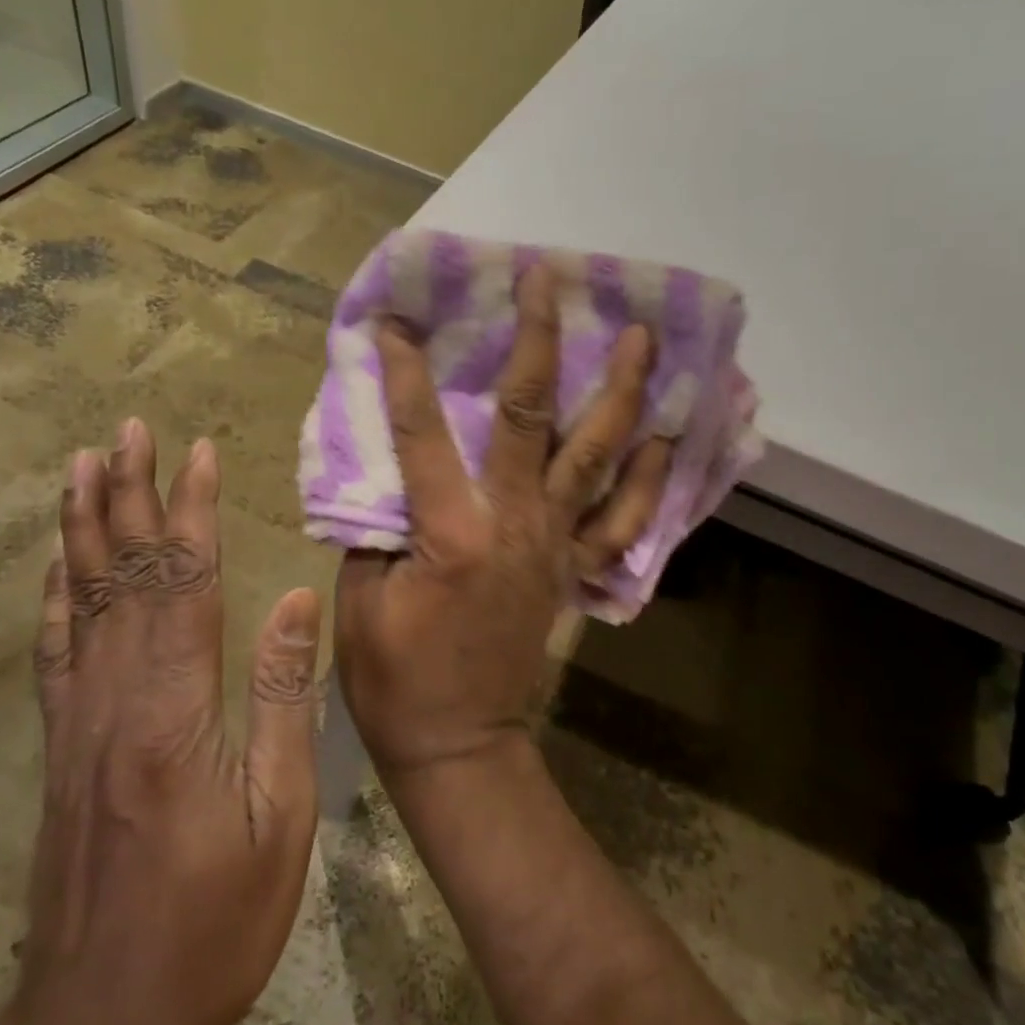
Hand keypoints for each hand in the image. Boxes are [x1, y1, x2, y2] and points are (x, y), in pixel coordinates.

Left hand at [1, 421, 322, 1024]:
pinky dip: (54, 596)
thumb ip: (284, 702)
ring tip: (82, 467)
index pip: (186, 584)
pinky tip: (55, 563)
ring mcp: (79, 724)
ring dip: (83, 527)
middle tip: (126, 429)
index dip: (193, 511)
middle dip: (129, 495)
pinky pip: (54, 652)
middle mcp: (116, 702)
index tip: (197, 450)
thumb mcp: (281, 821)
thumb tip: (298, 602)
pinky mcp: (61, 749)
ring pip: (80, 602)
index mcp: (176, 715)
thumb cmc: (214, 927)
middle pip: (124, 576)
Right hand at [335, 266, 670, 779]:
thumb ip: (374, 523)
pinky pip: (623, 517)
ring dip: (620, 390)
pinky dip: (648, 474)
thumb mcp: (359, 599)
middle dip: (537, 339)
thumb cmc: (394, 677)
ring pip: (597, 453)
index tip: (399, 320)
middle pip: (530, 415)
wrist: (459, 744)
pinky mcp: (574, 569)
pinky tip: (666, 434)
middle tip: (546, 280)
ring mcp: (554, 545)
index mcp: (449, 532)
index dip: (406, 371)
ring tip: (641, 336)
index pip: (422, 431)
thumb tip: (385, 466)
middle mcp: (514, 525)